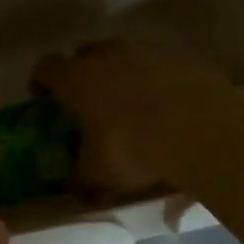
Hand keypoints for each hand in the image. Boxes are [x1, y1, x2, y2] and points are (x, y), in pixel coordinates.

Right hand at [33, 38, 243, 200]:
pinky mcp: (185, 58)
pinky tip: (167, 106)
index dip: (41, 81)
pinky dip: (158, 81)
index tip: (42, 96)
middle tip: (88, 99)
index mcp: (78, 79)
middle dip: (83, 73)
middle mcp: (110, 55)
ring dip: (123, 73)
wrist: (202, 132)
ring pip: (126, 56)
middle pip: (87, 54)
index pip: (46, 67)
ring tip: (131, 102)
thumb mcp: (99, 174)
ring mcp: (150, 51)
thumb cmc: (133, 149)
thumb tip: (80, 191)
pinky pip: (161, 66)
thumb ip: (83, 179)